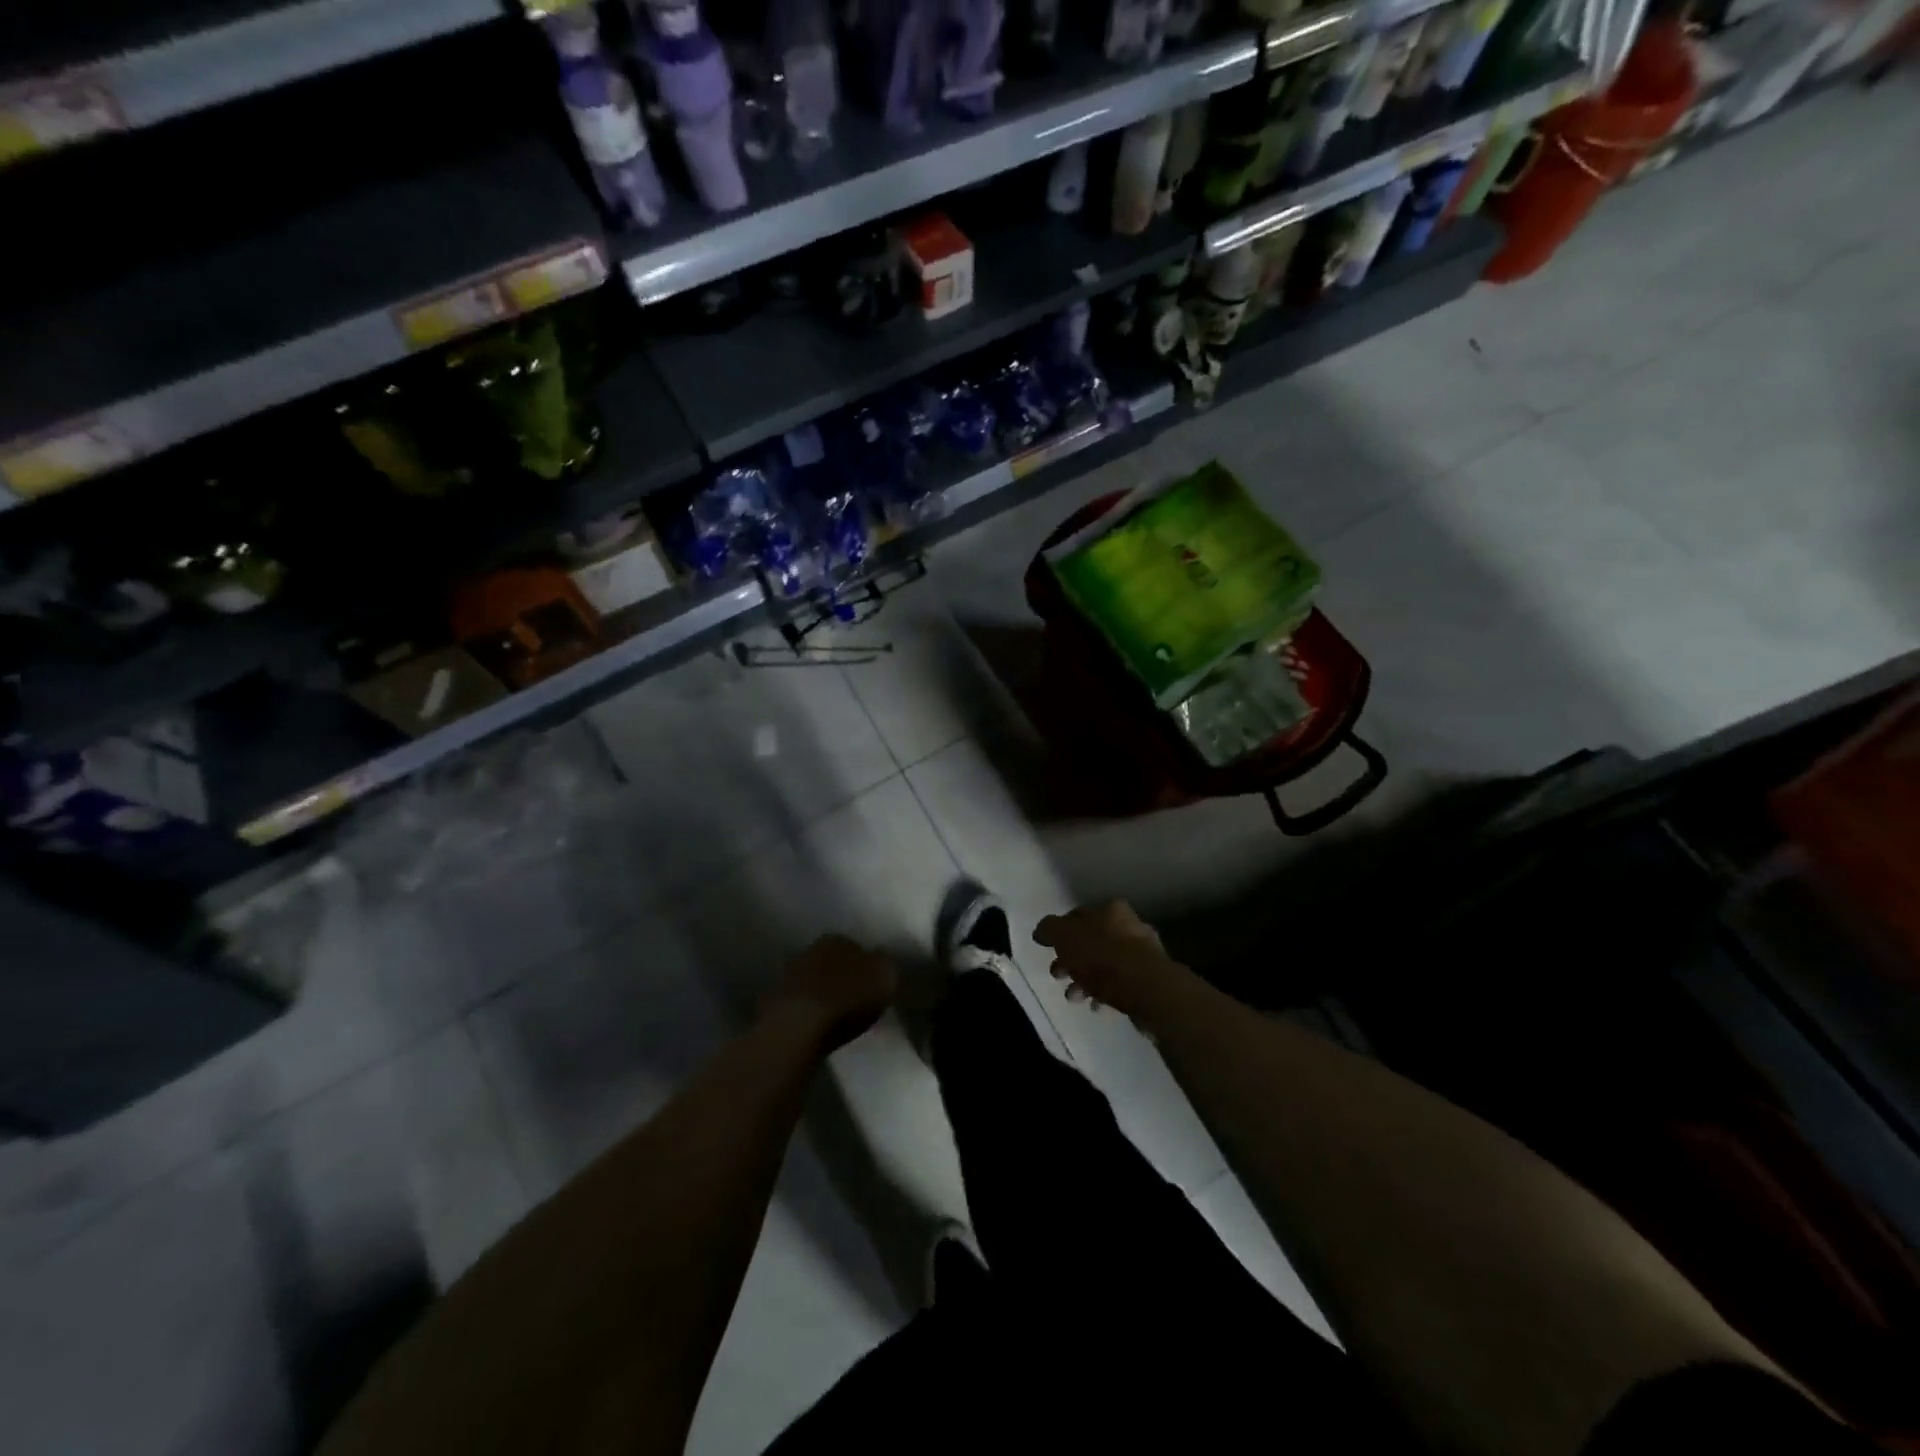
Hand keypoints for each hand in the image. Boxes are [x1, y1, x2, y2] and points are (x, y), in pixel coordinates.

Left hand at [761, 934, 897, 1051]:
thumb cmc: (848, 998)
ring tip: (836, 1016)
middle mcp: (811, 949)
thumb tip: (882, 960)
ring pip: (813, 980)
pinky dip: (807, 1011)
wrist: (797, 1027)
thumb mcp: (885, 978)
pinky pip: (798, 1003)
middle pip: (833, 962)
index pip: (857, 946)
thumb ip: (886, 965)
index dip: (866, 966)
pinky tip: (815, 1026)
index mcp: (839, 939)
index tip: (873, 985)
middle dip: (843, 977)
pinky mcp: (773, 1002)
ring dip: (823, 993)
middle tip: (856, 999)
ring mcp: (788, 975)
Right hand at [1033, 901, 1184, 1023]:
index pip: (1077, 915)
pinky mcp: (1149, 979)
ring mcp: (1142, 953)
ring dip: (1084, 979)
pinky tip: (1094, 1005)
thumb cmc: (1102, 957)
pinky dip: (1103, 992)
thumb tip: (1042, 931)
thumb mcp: (1065, 937)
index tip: (1049, 951)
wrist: (1147, 989)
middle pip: (1091, 941)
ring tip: (1074, 997)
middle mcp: (1129, 925)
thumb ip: (1049, 929)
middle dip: (1071, 960)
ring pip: (1104, 964)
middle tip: (1057, 975)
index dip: (1060, 933)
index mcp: (1110, 909)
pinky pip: (1119, 983)